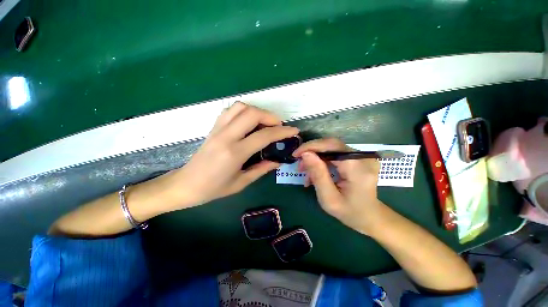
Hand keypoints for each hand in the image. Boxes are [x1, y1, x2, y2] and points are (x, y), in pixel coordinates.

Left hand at [170, 102, 298, 207]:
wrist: (185, 185)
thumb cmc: (213, 188)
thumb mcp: (241, 183)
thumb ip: (261, 169)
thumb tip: (277, 161)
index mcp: (235, 153)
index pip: (264, 136)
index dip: (282, 132)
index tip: (293, 131)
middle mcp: (226, 136)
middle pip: (252, 113)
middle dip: (270, 117)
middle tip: (279, 126)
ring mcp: (218, 129)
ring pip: (240, 107)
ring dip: (257, 111)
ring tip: (265, 123)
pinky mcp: (213, 127)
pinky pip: (230, 110)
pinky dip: (244, 111)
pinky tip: (248, 122)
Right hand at [293, 138, 384, 234]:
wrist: (370, 216)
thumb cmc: (349, 212)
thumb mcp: (329, 198)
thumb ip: (318, 175)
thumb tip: (306, 154)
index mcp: (357, 168)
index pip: (331, 146)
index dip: (311, 146)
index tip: (296, 155)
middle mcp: (363, 157)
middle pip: (331, 145)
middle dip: (311, 153)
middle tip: (300, 166)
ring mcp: (363, 156)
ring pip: (332, 148)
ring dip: (316, 158)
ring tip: (306, 172)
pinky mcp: (359, 157)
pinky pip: (336, 153)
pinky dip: (323, 160)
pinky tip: (317, 171)